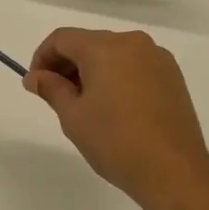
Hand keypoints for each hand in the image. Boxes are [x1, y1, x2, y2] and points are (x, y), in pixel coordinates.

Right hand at [25, 27, 208, 209]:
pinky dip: (117, 75)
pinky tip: (115, 106)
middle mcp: (132, 42)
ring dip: (93, 69)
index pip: (62, 38)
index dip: (43, 57)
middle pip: (88, 42)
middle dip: (67, 64)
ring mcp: (156, 57)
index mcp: (104, 46)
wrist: (174, 171)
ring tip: (86, 103)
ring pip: (113, 52)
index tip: (36, 84)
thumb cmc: (115, 141)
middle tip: (57, 95)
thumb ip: (51, 88)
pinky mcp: (172, 75)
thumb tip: (34, 77)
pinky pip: (134, 64)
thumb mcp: (73, 116)